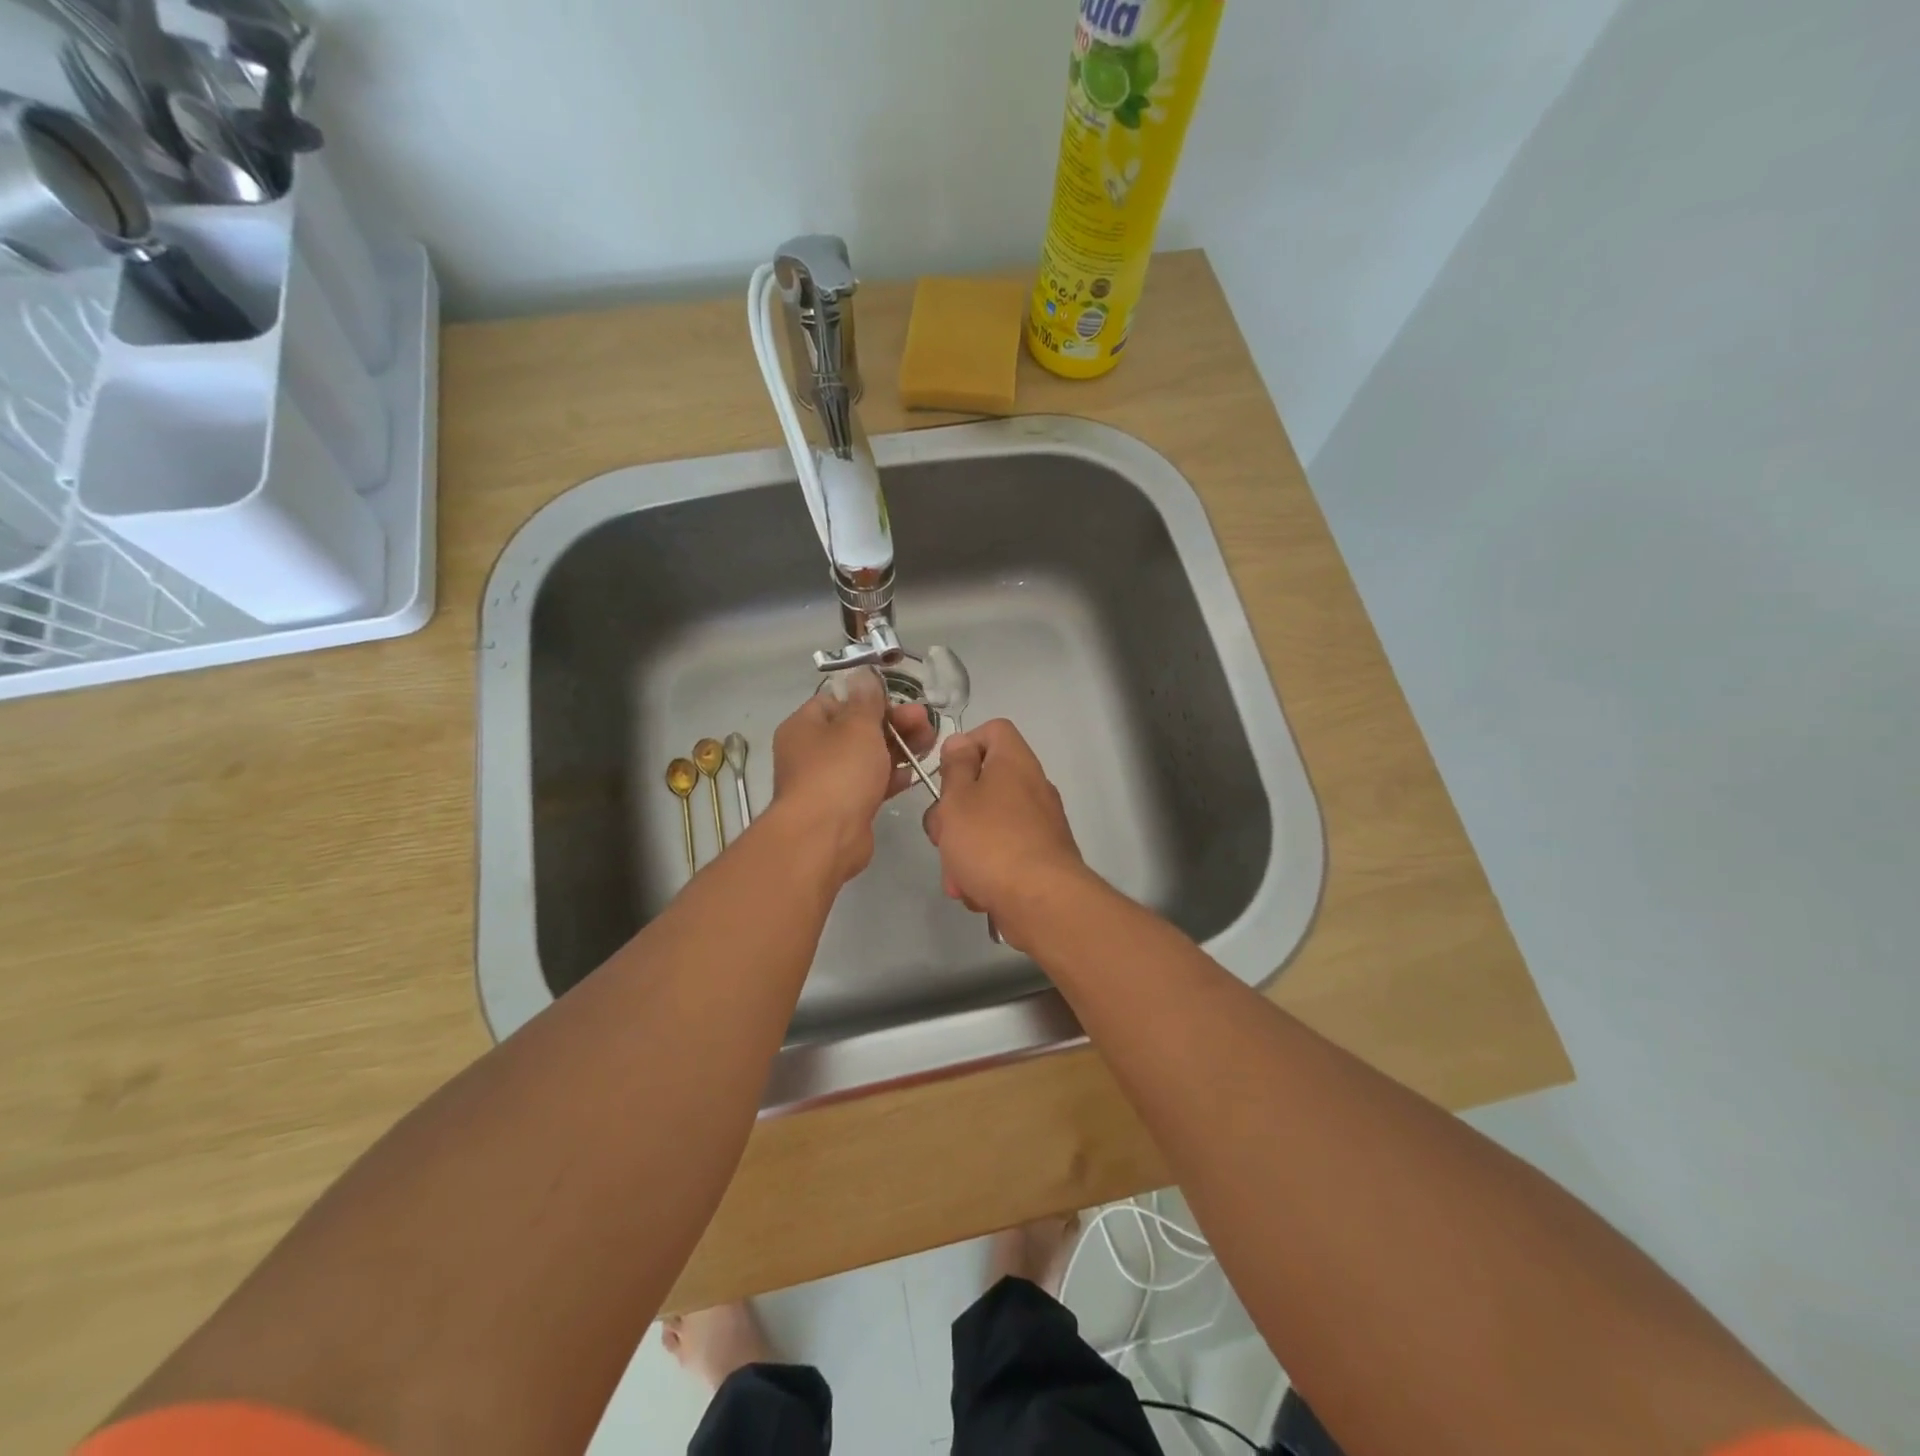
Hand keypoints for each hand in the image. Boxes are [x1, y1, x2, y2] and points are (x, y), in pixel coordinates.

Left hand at [770, 668, 937, 884]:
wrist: (824, 837)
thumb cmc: (839, 772)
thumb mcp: (857, 726)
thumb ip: (866, 700)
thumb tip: (863, 674)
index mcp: (805, 726)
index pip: (837, 700)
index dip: (869, 698)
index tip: (898, 699)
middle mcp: (812, 752)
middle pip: (857, 729)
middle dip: (893, 723)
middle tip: (925, 720)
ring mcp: (828, 781)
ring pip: (867, 757)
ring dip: (898, 748)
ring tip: (930, 742)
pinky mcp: (845, 806)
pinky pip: (871, 783)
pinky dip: (892, 776)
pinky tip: (916, 772)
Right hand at [922, 720, 1088, 941]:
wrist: (1041, 901)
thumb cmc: (990, 841)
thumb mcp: (958, 798)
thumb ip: (955, 767)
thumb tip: (960, 744)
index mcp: (1014, 762)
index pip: (993, 731)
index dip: (964, 746)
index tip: (945, 776)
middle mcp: (1032, 787)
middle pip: (983, 785)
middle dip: (954, 814)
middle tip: (943, 835)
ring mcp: (1039, 825)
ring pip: (988, 826)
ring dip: (964, 850)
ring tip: (957, 877)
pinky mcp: (1040, 859)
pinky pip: (1003, 855)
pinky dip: (985, 871)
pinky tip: (977, 892)